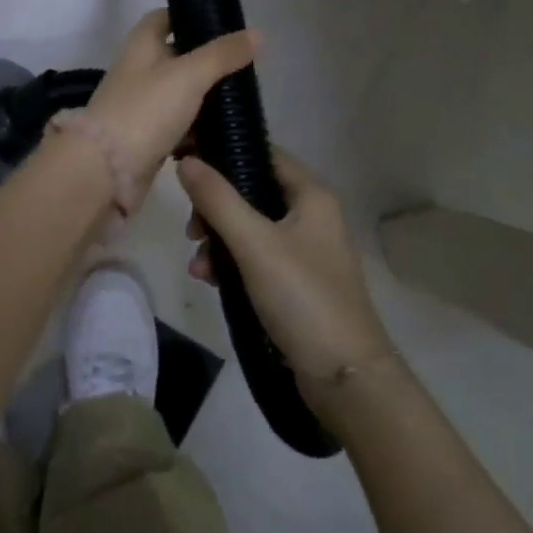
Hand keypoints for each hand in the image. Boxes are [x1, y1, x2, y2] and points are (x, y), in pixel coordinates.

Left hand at [81, 9, 258, 210]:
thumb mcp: (190, 75)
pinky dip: (197, 130)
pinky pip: (178, 126)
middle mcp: (139, 70)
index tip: (223, 24)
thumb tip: (257, 34)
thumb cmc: (145, 110)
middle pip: (177, 57)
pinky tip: (224, 134)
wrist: (106, 170)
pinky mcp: (147, 138)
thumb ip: (223, 55)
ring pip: (180, 94)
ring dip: (205, 98)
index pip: (165, 18)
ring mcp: (141, 105)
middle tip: (245, 67)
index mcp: (141, 45)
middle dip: (208, 62)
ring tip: (242, 101)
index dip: (190, 16)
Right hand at [177, 149, 393, 393]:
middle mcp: (311, 214)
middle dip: (216, 208)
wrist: (346, 379)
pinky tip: (212, 282)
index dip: (224, 153)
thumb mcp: (255, 245)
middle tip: (192, 230)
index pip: (262, 154)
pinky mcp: (297, 281)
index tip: (186, 162)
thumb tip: (186, 160)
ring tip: (199, 267)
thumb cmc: (303, 298)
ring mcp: (305, 250)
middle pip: (251, 191)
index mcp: (311, 195)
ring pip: (250, 227)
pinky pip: (256, 257)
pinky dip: (233, 263)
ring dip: (219, 240)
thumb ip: (218, 200)